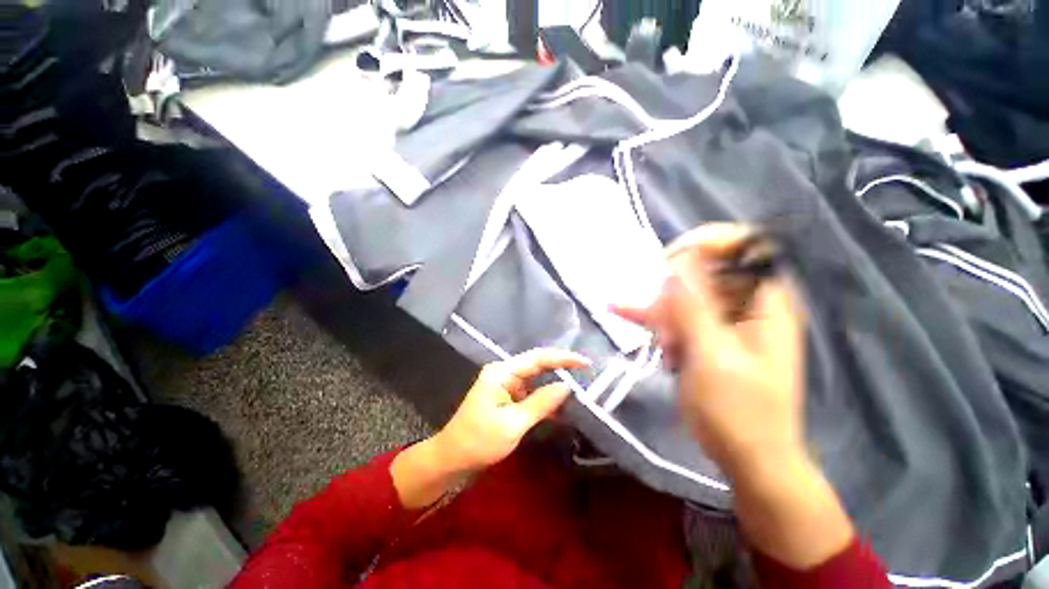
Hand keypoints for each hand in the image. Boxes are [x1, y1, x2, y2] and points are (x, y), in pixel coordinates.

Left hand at [392, 349, 588, 508]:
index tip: (585, 362)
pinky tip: (561, 406)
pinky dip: (545, 399)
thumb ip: (541, 403)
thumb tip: (567, 387)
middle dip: (561, 368)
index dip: (562, 358)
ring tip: (580, 388)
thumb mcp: (513, 424)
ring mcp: (505, 384)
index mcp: (502, 372)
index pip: (538, 358)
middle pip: (537, 365)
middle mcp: (504, 372)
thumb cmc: (479, 441)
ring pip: (536, 379)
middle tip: (586, 373)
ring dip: (554, 385)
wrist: (451, 459)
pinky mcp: (506, 397)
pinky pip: (530, 392)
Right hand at [615, 223, 805, 477]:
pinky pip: (674, 314)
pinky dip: (652, 316)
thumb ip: (693, 307)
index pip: (743, 245)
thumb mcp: (713, 356)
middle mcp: (745, 302)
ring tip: (663, 345)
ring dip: (662, 310)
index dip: (706, 241)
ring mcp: (721, 318)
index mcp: (765, 300)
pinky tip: (622, 310)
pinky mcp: (703, 333)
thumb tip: (675, 263)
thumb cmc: (740, 411)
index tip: (669, 258)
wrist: (747, 457)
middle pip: (704, 268)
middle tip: (660, 315)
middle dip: (674, 287)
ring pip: (682, 292)